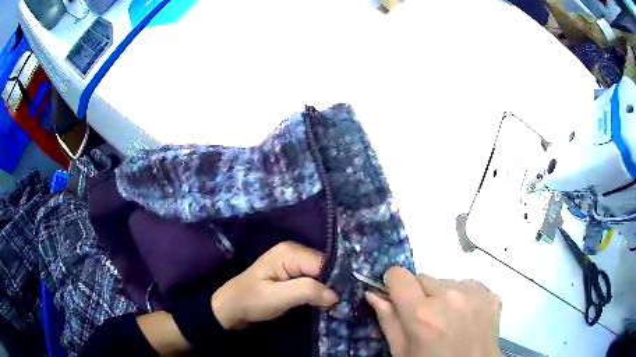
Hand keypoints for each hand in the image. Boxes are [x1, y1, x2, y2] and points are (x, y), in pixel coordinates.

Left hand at [211, 241, 338, 329]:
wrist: (231, 307)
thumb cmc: (251, 301)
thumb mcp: (277, 298)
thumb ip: (306, 292)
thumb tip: (336, 295)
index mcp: (289, 252)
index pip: (324, 263)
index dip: (335, 281)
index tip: (344, 301)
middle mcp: (294, 251)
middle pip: (325, 266)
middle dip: (333, 285)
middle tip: (342, 305)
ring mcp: (293, 261)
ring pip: (321, 273)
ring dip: (328, 288)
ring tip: (337, 305)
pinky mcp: (292, 272)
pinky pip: (314, 278)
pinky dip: (320, 289)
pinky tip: (325, 301)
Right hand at [365, 267, 500, 356]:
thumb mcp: (402, 351)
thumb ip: (388, 320)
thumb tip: (373, 293)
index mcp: (422, 314)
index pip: (398, 275)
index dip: (393, 284)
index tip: (396, 296)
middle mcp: (449, 297)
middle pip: (423, 278)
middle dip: (419, 294)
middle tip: (425, 318)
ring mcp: (474, 294)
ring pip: (446, 281)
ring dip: (443, 296)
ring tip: (448, 320)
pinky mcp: (491, 295)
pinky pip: (468, 285)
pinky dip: (463, 297)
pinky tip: (465, 317)